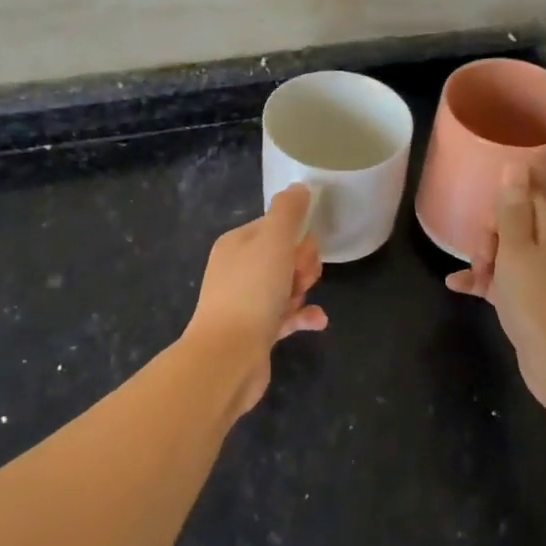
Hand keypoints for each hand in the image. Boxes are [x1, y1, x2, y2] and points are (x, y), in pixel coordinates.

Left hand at [186, 183, 326, 414]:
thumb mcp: (273, 241)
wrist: (227, 357)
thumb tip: (299, 188)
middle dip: (302, 265)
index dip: (296, 237)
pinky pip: (287, 316)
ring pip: (287, 286)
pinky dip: (303, 316)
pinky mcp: (256, 332)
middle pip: (284, 256)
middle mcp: (238, 270)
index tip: (301, 252)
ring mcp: (246, 302)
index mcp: (237, 244)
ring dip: (302, 291)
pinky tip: (318, 321)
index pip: (275, 227)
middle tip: (300, 279)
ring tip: (301, 302)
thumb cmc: (251, 292)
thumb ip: (288, 211)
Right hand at [445, 169, 545, 407]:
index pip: (528, 196)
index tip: (484, 220)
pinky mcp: (537, 302)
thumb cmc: (538, 300)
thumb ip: (512, 209)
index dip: (502, 203)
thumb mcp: (517, 250)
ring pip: (508, 255)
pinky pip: (507, 282)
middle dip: (490, 237)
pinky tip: (458, 287)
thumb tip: (517, 164)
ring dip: (485, 261)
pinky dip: (486, 283)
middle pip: (515, 225)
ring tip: (470, 277)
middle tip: (482, 259)